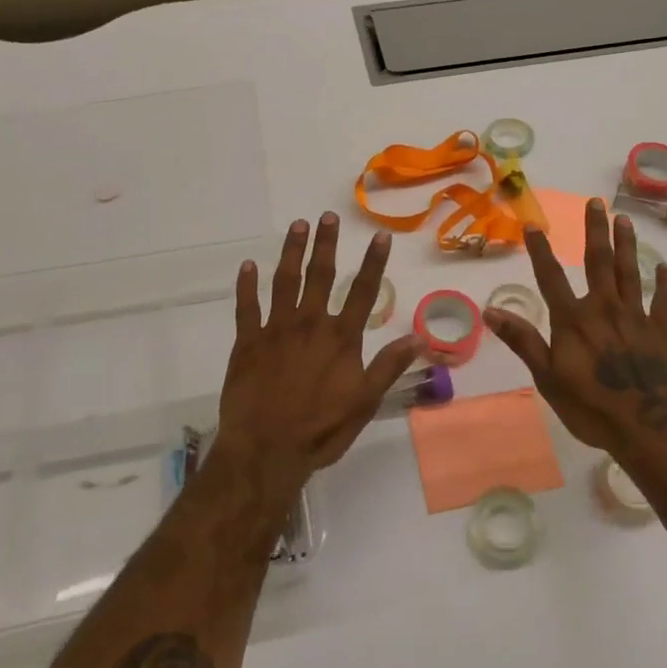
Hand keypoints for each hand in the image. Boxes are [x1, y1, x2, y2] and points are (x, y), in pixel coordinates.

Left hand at [214, 213, 420, 493]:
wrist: (265, 451)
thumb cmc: (320, 430)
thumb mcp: (364, 403)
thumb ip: (389, 366)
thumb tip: (420, 337)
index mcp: (340, 338)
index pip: (362, 291)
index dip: (373, 262)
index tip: (379, 235)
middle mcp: (309, 324)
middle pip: (320, 275)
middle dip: (326, 244)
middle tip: (327, 216)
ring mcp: (275, 329)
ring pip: (284, 281)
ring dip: (291, 252)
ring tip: (297, 226)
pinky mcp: (247, 342)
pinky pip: (246, 307)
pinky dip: (246, 285)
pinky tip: (248, 266)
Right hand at [484, 199, 666, 470]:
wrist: (651, 431)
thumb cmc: (592, 408)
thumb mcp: (547, 378)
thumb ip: (523, 341)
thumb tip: (489, 310)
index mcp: (573, 320)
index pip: (551, 277)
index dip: (540, 250)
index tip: (533, 225)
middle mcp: (605, 309)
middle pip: (599, 262)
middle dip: (595, 231)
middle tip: (596, 203)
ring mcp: (637, 318)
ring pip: (631, 272)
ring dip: (627, 245)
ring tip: (625, 220)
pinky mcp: (663, 332)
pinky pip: (664, 300)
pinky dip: (665, 283)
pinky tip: (666, 267)